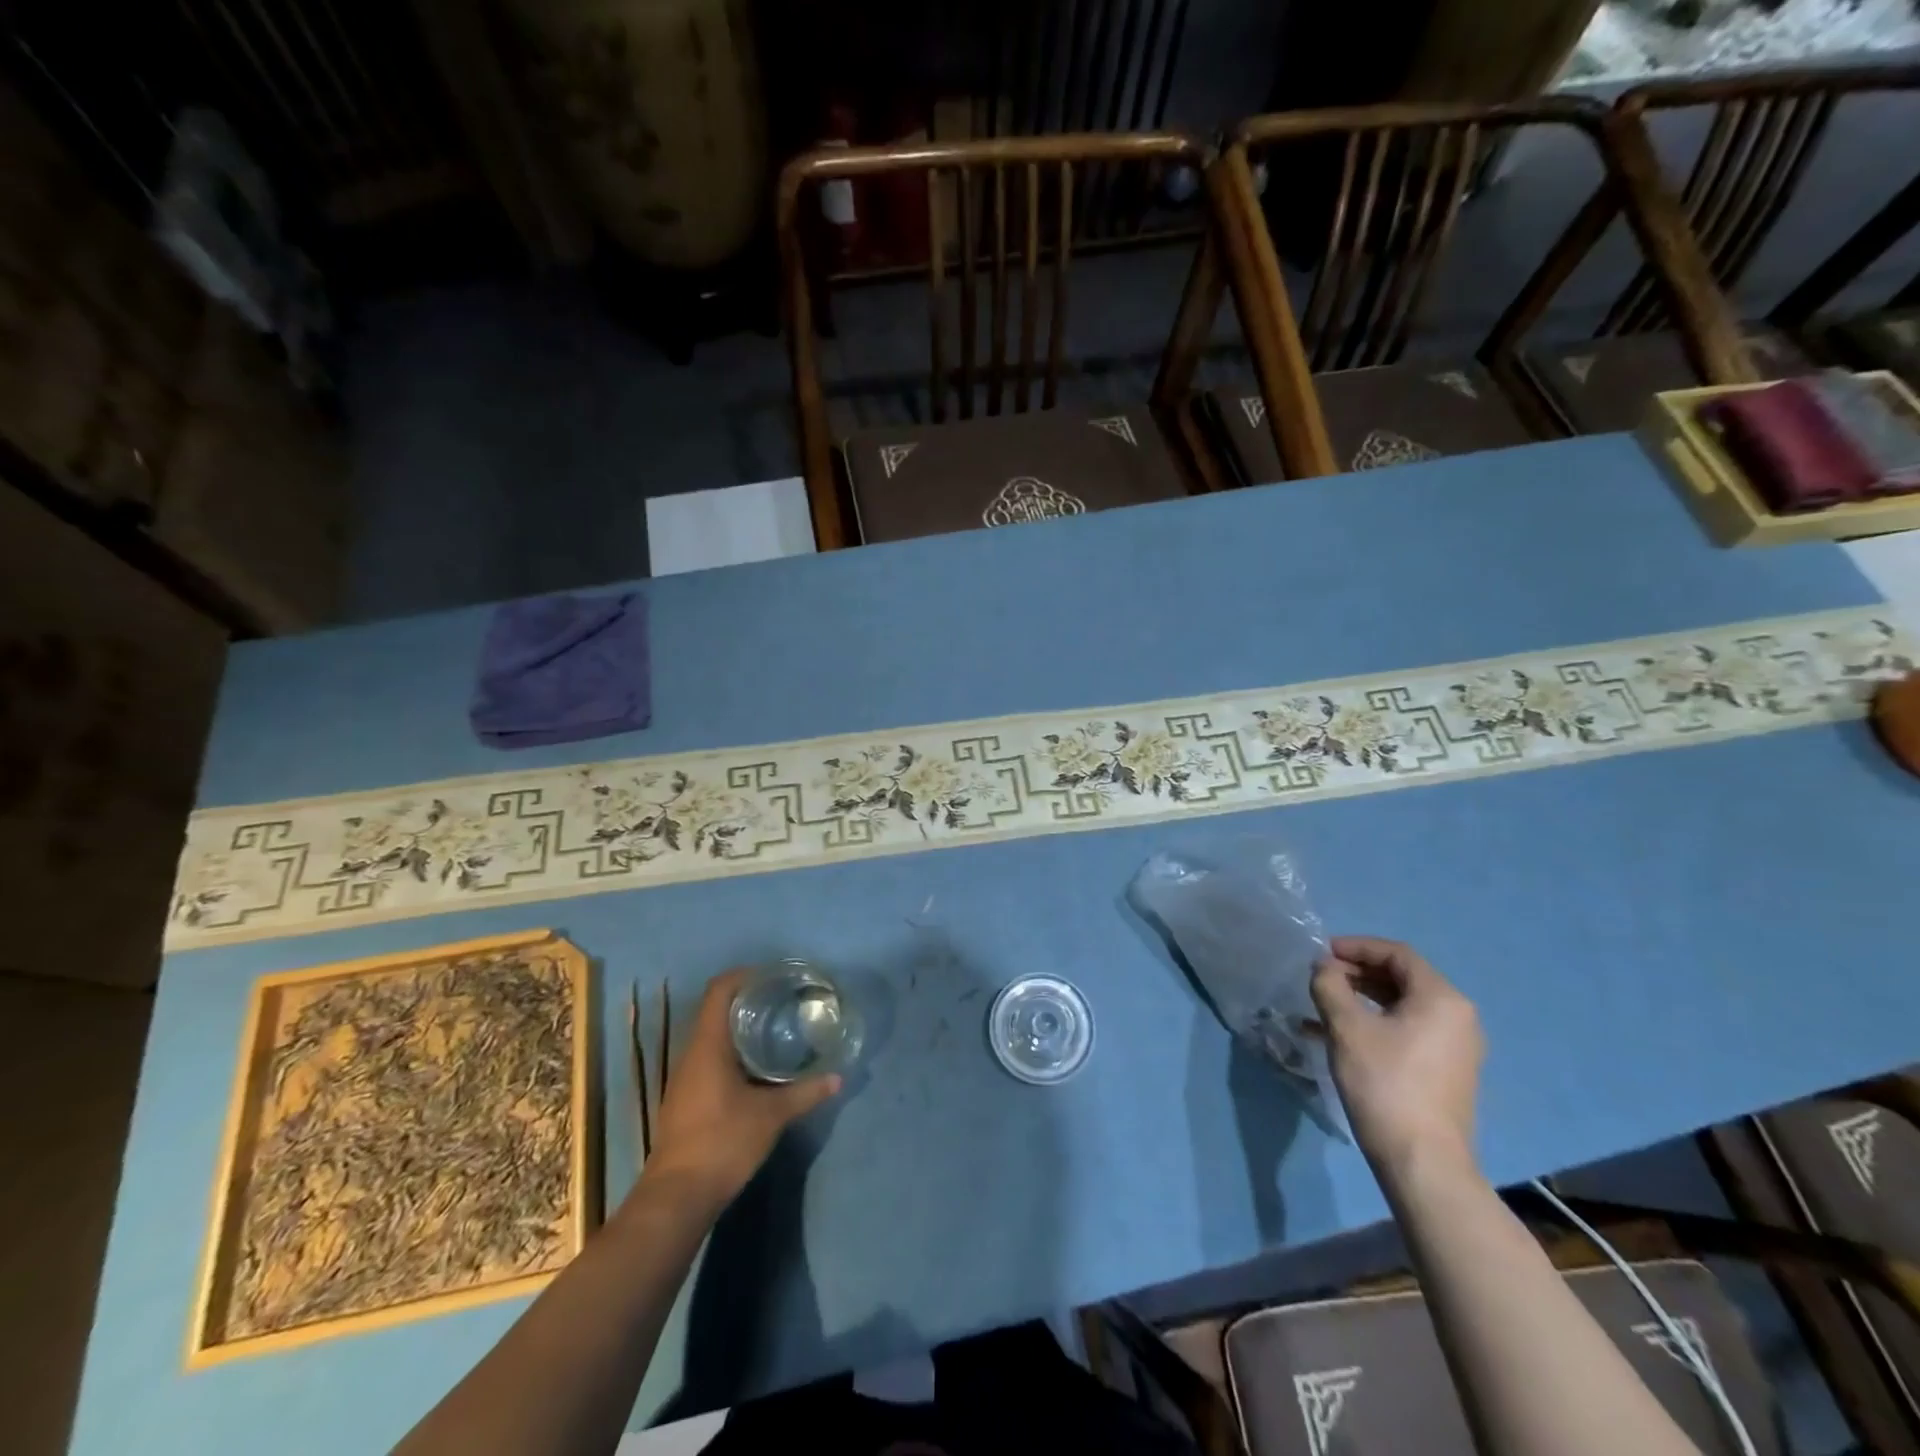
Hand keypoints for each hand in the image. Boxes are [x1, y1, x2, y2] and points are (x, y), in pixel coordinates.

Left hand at [645, 969, 841, 1207]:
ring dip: (741, 1028)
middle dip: (748, 1000)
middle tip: (784, 1001)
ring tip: (776, 1029)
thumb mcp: (771, 1116)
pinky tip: (758, 1067)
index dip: (744, 975)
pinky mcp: (687, 1099)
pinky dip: (734, 1052)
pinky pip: (710, 1059)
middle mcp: (692, 1054)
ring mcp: (686, 1078)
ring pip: (713, 1037)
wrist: (676, 1198)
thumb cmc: (722, 1143)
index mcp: (707, 1045)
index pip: (719, 990)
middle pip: (716, 1010)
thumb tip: (838, 1078)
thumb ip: (805, 1093)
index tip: (773, 976)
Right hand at [1310, 937, 1483, 1179]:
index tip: (1321, 953)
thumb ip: (1330, 985)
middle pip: (1401, 978)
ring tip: (1323, 1006)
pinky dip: (1374, 1024)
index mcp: (1441, 998)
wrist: (1422, 1161)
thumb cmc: (1384, 1083)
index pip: (1396, 954)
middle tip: (1320, 978)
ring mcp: (1456, 1047)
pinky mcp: (1446, 1071)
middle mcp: (1457, 1017)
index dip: (1355, 947)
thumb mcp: (1346, 1027)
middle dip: (1356, 973)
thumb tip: (1324, 967)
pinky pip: (1407, 1031)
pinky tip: (1338, 1036)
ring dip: (1361, 999)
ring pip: (1401, 1006)